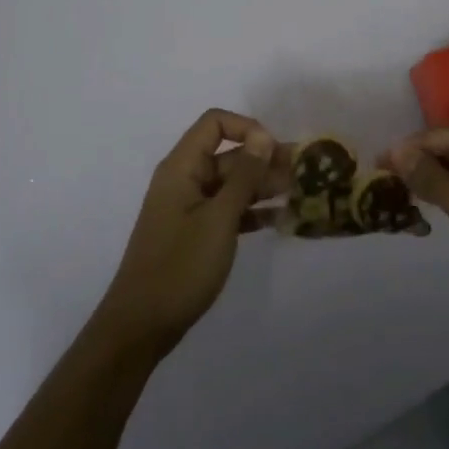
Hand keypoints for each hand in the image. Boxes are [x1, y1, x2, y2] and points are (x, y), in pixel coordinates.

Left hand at [93, 109, 277, 360]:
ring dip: (264, 187)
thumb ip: (244, 176)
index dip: (247, 128)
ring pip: (232, 184)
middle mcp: (185, 179)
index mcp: (182, 167)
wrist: (142, 325)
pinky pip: (229, 210)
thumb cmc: (180, 266)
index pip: (215, 123)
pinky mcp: (196, 232)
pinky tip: (282, 220)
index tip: (275, 151)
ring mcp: (190, 207)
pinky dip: (253, 212)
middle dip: (265, 161)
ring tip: (301, 195)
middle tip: (305, 174)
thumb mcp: (219, 218)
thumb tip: (263, 135)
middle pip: (228, 155)